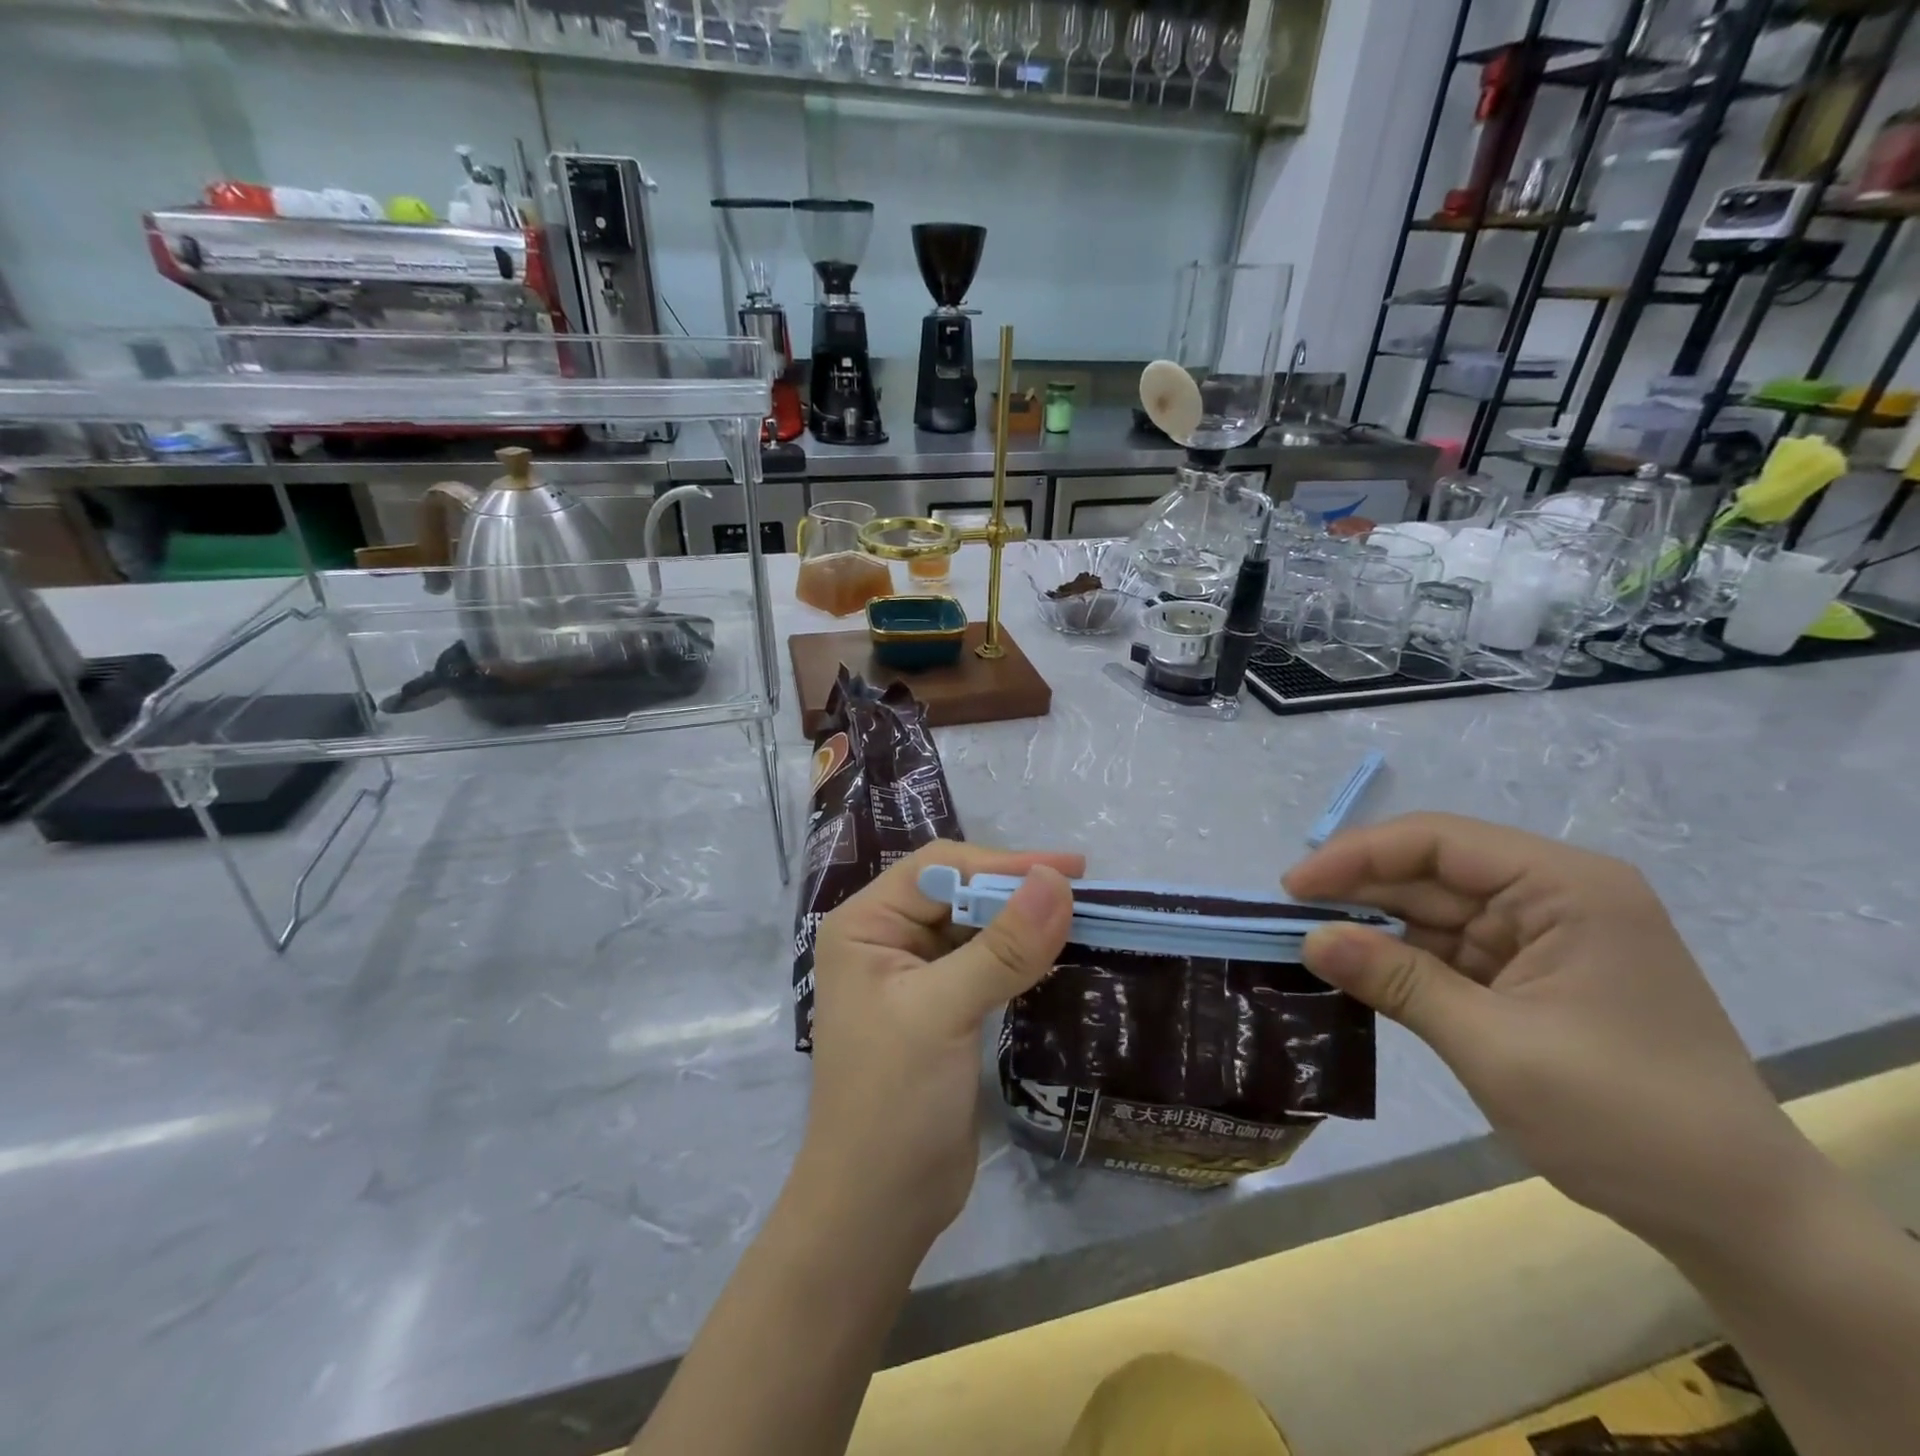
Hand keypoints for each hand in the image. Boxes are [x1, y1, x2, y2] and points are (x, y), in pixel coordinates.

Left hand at [798, 841, 1081, 1254]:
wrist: (879, 1206)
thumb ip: (1002, 946)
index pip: (939, 869)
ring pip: (976, 926)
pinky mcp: (942, 1006)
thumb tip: (1057, 880)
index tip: (1070, 869)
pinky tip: (1055, 951)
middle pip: (958, 892)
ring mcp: (914, 974)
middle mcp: (885, 938)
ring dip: (1023, 920)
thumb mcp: (944, 1012)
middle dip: (1016, 889)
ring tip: (1081, 915)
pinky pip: (985, 962)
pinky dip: (1019, 954)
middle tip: (1084, 891)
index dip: (1002, 863)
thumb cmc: (894, 1100)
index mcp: (866, 924)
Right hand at [1283, 813, 1804, 1250]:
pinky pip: (1448, 949)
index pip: (1438, 841)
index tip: (1292, 888)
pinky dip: (1400, 960)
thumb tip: (1310, 939)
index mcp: (1566, 887)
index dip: (1357, 856)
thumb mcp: (1496, 1046)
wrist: (1736, 1216)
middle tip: (1288, 918)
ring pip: (1433, 910)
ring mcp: (1542, 936)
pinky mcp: (1530, 974)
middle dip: (1359, 891)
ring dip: (1374, 927)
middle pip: (1432, 871)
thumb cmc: (1626, 1118)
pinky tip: (1356, 969)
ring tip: (1309, 943)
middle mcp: (1554, 896)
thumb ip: (1397, 981)